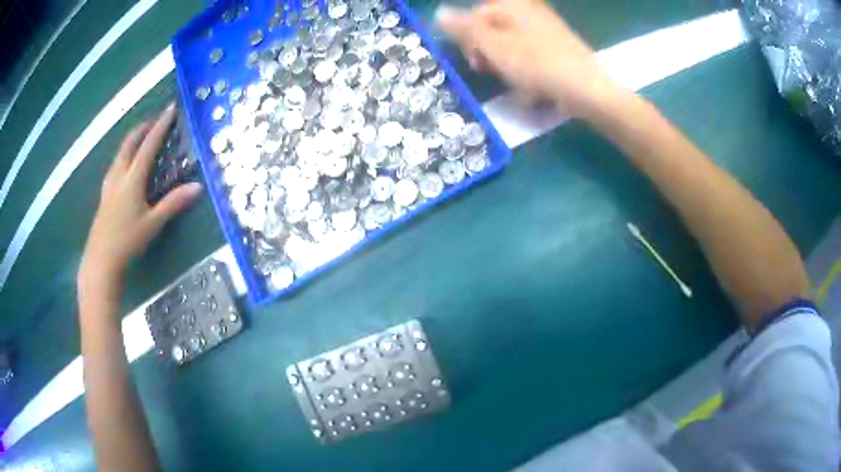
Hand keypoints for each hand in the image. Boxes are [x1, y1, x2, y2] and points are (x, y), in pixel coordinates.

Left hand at [80, 104, 202, 282]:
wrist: (101, 260)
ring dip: (132, 140)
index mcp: (133, 179)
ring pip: (120, 152)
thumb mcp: (153, 224)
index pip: (149, 145)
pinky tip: (124, 164)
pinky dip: (123, 155)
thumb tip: (198, 187)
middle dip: (143, 128)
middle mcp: (119, 175)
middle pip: (130, 143)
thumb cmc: (127, 242)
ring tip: (141, 137)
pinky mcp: (104, 194)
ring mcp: (109, 184)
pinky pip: (115, 164)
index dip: (161, 126)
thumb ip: (173, 203)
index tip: (171, 109)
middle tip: (155, 120)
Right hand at [437, 0, 621, 118]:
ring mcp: (546, 25)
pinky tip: (529, 80)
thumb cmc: (536, 65)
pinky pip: (531, 48)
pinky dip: (524, 62)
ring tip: (512, 79)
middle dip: (487, 49)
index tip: (475, 63)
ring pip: (511, 39)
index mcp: (512, 5)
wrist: (586, 89)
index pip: (476, 15)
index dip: (469, 39)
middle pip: (494, 25)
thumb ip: (465, 28)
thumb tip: (439, 12)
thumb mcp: (493, 46)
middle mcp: (529, 9)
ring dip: (504, 58)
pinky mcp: (558, 43)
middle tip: (490, 71)